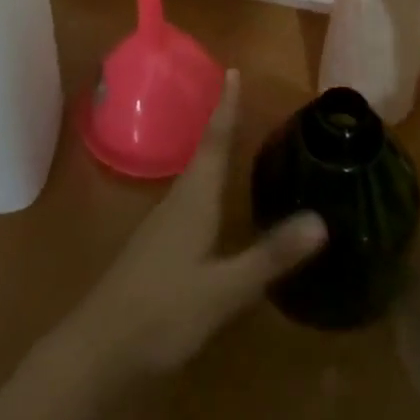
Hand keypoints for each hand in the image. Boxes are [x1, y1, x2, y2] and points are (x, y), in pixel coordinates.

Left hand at [69, 71, 324, 379]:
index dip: (226, 107)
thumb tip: (321, 219)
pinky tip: (215, 203)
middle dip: (222, 123)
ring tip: (234, 140)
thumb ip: (269, 256)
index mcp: (193, 200)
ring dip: (212, 152)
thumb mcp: (224, 289)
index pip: (215, 141)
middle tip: (241, 99)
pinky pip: (189, 200)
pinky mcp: (157, 248)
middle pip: (203, 152)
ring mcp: (162, 226)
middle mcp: (177, 202)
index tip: (233, 70)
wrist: (98, 349)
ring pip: (194, 177)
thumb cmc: (163, 311)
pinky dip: (207, 185)